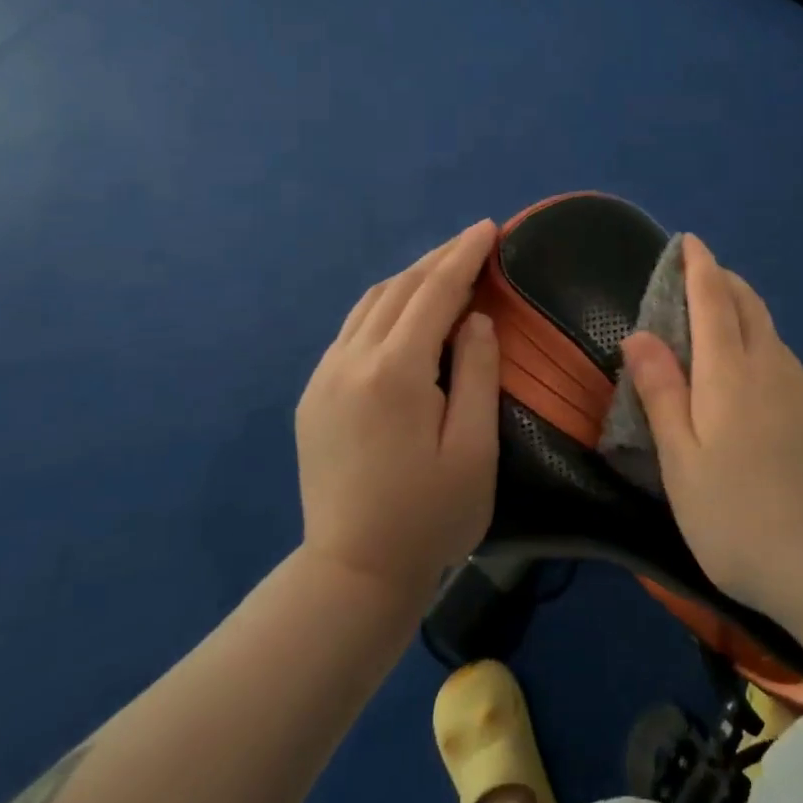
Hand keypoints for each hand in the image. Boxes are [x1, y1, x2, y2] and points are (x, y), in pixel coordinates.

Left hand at [295, 219, 500, 598]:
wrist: (352, 575)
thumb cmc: (429, 517)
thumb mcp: (473, 449)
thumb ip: (478, 374)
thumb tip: (475, 319)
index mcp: (395, 372)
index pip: (434, 293)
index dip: (464, 256)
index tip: (489, 228)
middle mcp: (352, 361)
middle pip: (400, 289)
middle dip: (439, 259)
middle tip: (474, 241)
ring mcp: (325, 376)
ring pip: (370, 304)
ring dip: (409, 279)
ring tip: (444, 268)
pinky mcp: (314, 395)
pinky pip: (352, 330)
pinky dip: (384, 306)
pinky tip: (404, 313)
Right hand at [620, 234, 802, 635]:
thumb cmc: (743, 522)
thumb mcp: (682, 466)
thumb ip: (662, 395)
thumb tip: (639, 334)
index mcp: (730, 375)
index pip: (713, 299)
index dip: (699, 266)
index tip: (689, 240)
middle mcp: (772, 368)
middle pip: (749, 305)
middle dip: (724, 280)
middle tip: (700, 275)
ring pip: (770, 333)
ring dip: (744, 312)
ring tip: (718, 322)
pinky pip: (786, 363)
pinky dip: (762, 346)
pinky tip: (753, 380)